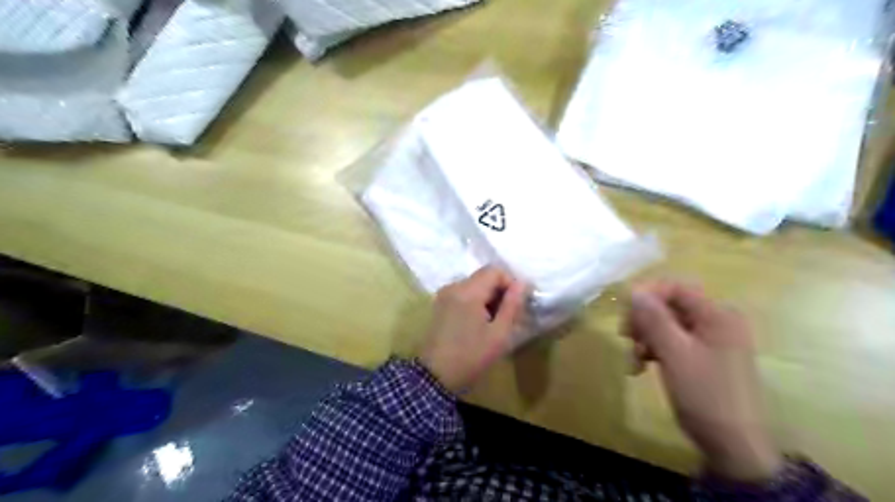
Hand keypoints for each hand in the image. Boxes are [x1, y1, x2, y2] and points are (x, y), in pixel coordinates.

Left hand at [422, 268, 525, 394]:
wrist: (435, 376)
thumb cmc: (471, 356)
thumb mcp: (499, 334)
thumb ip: (512, 305)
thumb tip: (522, 283)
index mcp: (467, 291)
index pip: (494, 270)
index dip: (510, 283)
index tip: (517, 304)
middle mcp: (453, 286)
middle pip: (483, 276)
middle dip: (499, 292)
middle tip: (507, 317)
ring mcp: (444, 294)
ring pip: (474, 285)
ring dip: (488, 298)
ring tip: (493, 323)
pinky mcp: (439, 304)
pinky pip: (463, 293)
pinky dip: (475, 302)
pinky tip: (478, 323)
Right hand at [624, 283, 780, 481]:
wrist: (732, 444)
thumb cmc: (705, 393)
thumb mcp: (674, 353)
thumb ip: (654, 319)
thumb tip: (634, 290)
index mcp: (717, 315)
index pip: (676, 287)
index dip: (647, 294)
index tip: (624, 311)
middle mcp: (716, 322)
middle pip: (669, 306)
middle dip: (644, 320)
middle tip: (625, 337)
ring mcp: (710, 341)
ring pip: (666, 325)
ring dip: (645, 338)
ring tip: (633, 359)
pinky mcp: (702, 358)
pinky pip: (672, 343)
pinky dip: (654, 351)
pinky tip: (640, 367)